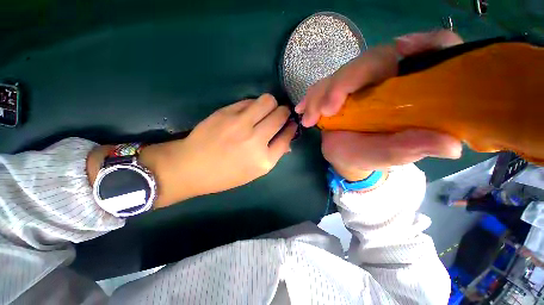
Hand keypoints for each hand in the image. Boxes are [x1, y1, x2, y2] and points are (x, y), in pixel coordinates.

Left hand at [139, 94, 296, 207]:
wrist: (190, 167)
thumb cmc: (225, 175)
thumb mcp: (253, 172)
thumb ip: (272, 155)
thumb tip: (287, 141)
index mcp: (264, 160)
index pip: (287, 137)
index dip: (291, 127)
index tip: (291, 123)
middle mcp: (255, 140)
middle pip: (281, 115)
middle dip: (285, 112)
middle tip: (279, 115)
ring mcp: (240, 124)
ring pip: (268, 101)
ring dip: (271, 104)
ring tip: (265, 111)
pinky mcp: (227, 113)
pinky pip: (249, 101)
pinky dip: (254, 105)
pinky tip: (249, 112)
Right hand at [295, 30, 463, 180]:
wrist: (346, 156)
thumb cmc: (372, 155)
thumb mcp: (394, 155)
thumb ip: (415, 147)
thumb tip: (451, 145)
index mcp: (410, 90)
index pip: (430, 51)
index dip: (424, 43)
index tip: (403, 48)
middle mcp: (385, 79)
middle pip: (370, 61)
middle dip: (344, 83)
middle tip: (326, 110)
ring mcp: (357, 84)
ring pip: (340, 74)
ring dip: (321, 94)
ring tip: (310, 119)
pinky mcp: (336, 91)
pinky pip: (322, 87)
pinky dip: (310, 97)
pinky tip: (302, 109)